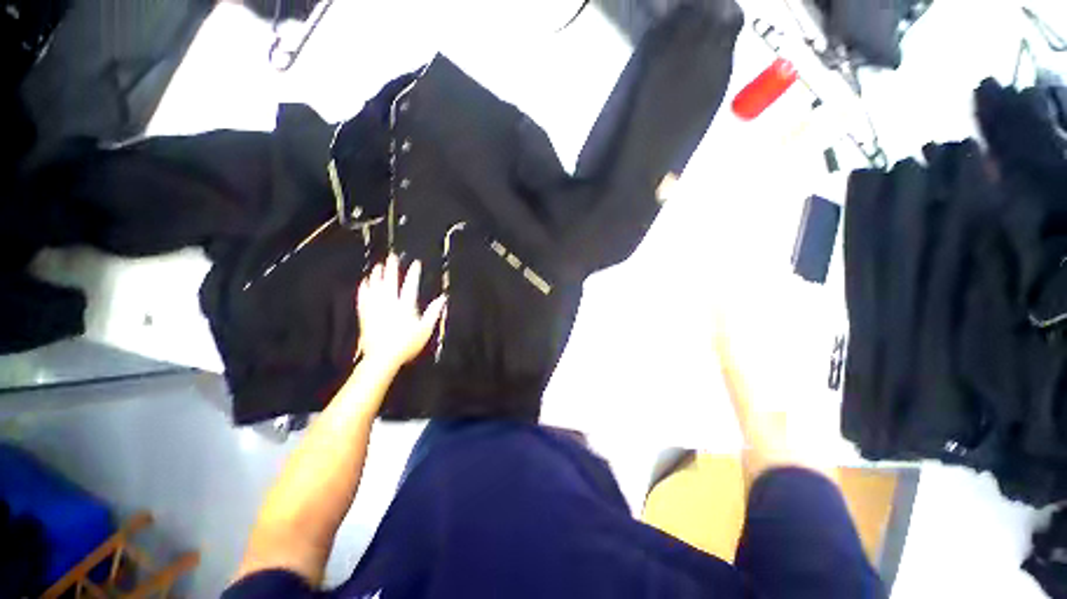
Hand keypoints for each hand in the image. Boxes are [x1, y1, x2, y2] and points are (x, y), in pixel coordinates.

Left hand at [356, 255, 445, 372]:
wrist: (382, 357)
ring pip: (375, 287)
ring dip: (377, 275)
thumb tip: (443, 298)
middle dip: (392, 268)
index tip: (416, 263)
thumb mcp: (425, 329)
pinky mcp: (365, 315)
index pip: (410, 285)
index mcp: (405, 306)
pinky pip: (363, 297)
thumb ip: (433, 312)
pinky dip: (364, 288)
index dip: (413, 273)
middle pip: (390, 281)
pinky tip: (364, 282)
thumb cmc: (407, 344)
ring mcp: (375, 308)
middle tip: (392, 256)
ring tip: (378, 265)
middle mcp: (389, 303)